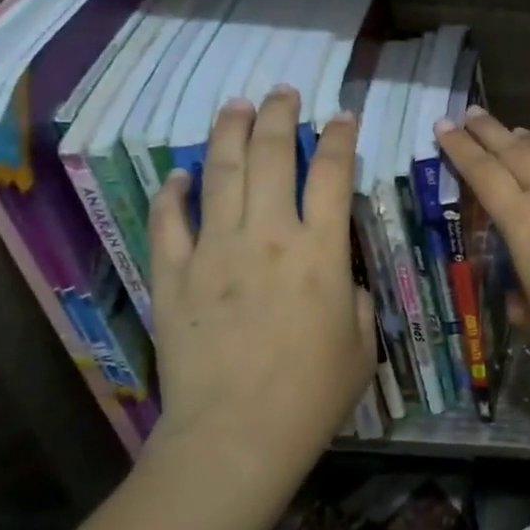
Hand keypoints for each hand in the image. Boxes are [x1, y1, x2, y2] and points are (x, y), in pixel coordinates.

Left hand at [145, 87, 375, 472]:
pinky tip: (177, 175)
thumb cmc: (312, 394)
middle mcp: (267, 236)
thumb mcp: (360, 344)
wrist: (235, 436)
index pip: (332, 172)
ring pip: (220, 174)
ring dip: (228, 133)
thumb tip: (342, 281)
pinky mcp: (173, 276)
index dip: (338, 136)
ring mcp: (214, 251)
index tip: (340, 115)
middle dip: (278, 116)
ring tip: (234, 105)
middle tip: (281, 93)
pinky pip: (168, 222)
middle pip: (272, 155)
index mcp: (319, 251)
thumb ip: (356, 300)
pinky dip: (172, 194)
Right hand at [434, 109, 529, 358]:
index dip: (460, 148)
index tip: (444, 126)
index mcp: (522, 221)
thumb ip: (520, 305)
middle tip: (471, 113)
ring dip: (527, 140)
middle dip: (487, 129)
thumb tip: (517, 296)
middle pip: (513, 150)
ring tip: (514, 131)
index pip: (482, 173)